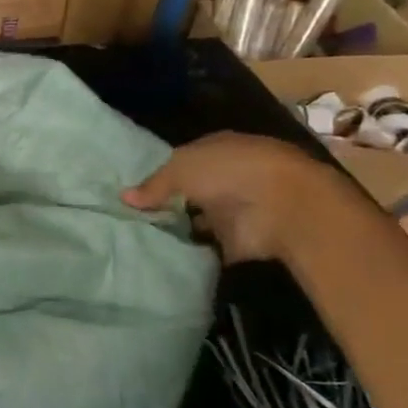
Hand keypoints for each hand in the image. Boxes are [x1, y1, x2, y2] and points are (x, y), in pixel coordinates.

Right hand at [123, 132, 343, 263]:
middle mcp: (226, 178)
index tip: (132, 191)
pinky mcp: (237, 241)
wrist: (283, 207)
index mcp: (217, 150)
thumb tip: (124, 197)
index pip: (182, 161)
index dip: (159, 174)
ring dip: (176, 229)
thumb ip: (153, 185)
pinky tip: (158, 257)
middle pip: (188, 192)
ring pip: (195, 219)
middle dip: (165, 204)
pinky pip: (204, 247)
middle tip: (127, 218)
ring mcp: (233, 210)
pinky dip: (187, 253)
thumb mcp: (181, 169)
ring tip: (137, 239)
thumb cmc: (230, 172)